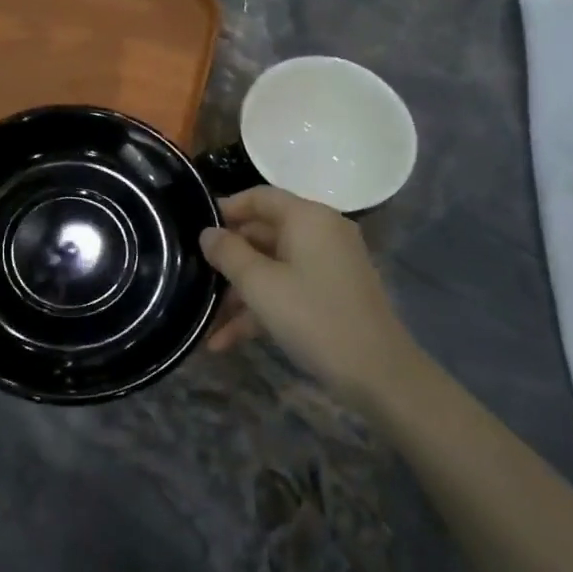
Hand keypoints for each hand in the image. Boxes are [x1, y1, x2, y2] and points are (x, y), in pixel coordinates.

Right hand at [200, 187, 418, 405]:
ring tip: (204, 321)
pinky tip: (224, 342)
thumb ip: (228, 253)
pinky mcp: (330, 295)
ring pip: (271, 268)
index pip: (259, 197)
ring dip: (238, 294)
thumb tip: (208, 233)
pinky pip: (287, 290)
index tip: (193, 229)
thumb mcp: (260, 285)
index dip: (225, 209)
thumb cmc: (314, 317)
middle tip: (193, 277)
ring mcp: (328, 266)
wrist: (379, 374)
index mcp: (308, 218)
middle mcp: (321, 233)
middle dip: (227, 260)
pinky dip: (259, 309)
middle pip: (263, 234)